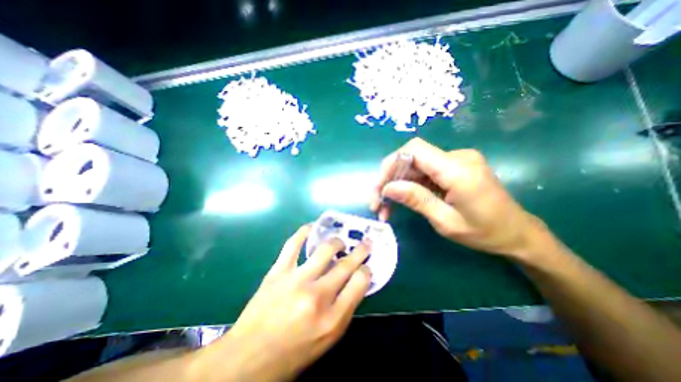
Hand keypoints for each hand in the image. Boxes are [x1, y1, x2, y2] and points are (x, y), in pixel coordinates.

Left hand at [200, 225, 371, 381]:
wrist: (247, 359)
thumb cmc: (292, 353)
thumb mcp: (327, 340)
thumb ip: (344, 310)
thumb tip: (355, 282)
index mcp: (332, 319)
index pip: (359, 283)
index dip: (366, 271)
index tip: (366, 267)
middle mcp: (317, 296)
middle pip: (346, 264)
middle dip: (360, 251)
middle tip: (365, 243)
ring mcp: (296, 280)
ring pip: (324, 250)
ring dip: (337, 242)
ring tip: (339, 242)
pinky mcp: (278, 271)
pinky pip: (293, 245)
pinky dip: (303, 232)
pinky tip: (311, 227)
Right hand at [371, 138, 546, 259]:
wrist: (517, 232)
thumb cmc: (485, 232)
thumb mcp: (446, 222)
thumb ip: (417, 200)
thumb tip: (388, 188)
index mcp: (458, 169)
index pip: (414, 150)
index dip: (391, 164)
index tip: (380, 188)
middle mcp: (457, 157)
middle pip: (411, 158)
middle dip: (389, 179)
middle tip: (377, 203)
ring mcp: (456, 160)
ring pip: (414, 166)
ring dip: (397, 185)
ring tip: (385, 208)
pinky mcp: (453, 167)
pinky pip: (423, 171)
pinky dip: (409, 185)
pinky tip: (401, 200)